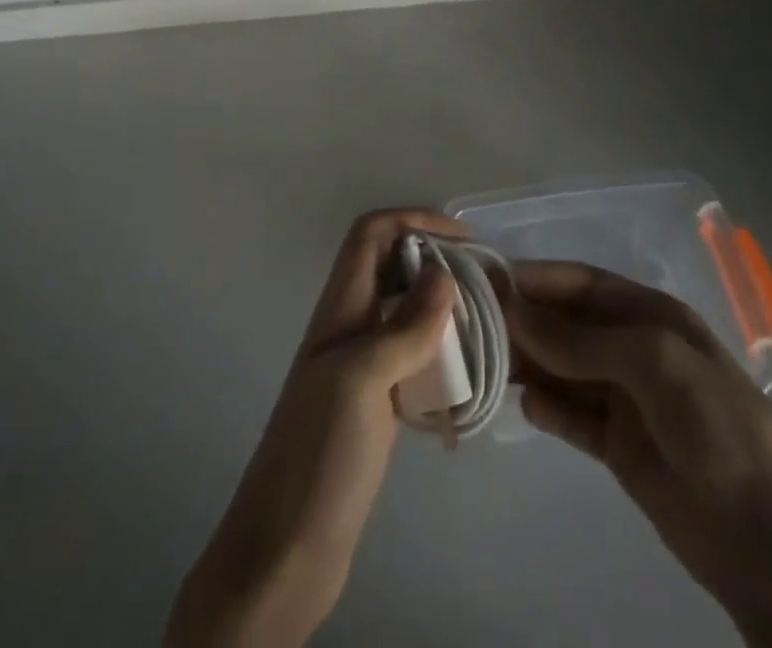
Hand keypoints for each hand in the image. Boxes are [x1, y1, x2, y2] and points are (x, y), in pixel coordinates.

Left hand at [165, 209, 461, 647]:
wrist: (285, 550)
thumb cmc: (319, 455)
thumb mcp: (361, 381)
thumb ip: (403, 327)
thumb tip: (444, 272)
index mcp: (339, 308)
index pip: (371, 234)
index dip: (413, 221)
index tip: (464, 239)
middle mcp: (349, 326)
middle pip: (390, 266)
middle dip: (435, 260)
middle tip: (484, 283)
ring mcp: (361, 366)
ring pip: (404, 312)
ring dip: (441, 309)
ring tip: (485, 325)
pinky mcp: (375, 404)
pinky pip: (412, 359)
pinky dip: (440, 355)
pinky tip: (468, 379)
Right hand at [507, 261, 771, 647]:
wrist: (771, 540)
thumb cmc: (717, 425)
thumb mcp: (654, 362)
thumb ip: (581, 338)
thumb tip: (514, 311)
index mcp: (649, 314)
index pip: (581, 283)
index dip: (536, 279)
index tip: (487, 282)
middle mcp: (632, 347)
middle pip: (566, 324)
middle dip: (525, 321)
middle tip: (474, 327)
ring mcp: (625, 397)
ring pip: (562, 368)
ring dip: (529, 364)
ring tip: (487, 365)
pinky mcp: (618, 445)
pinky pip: (571, 416)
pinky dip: (547, 409)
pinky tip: (526, 408)